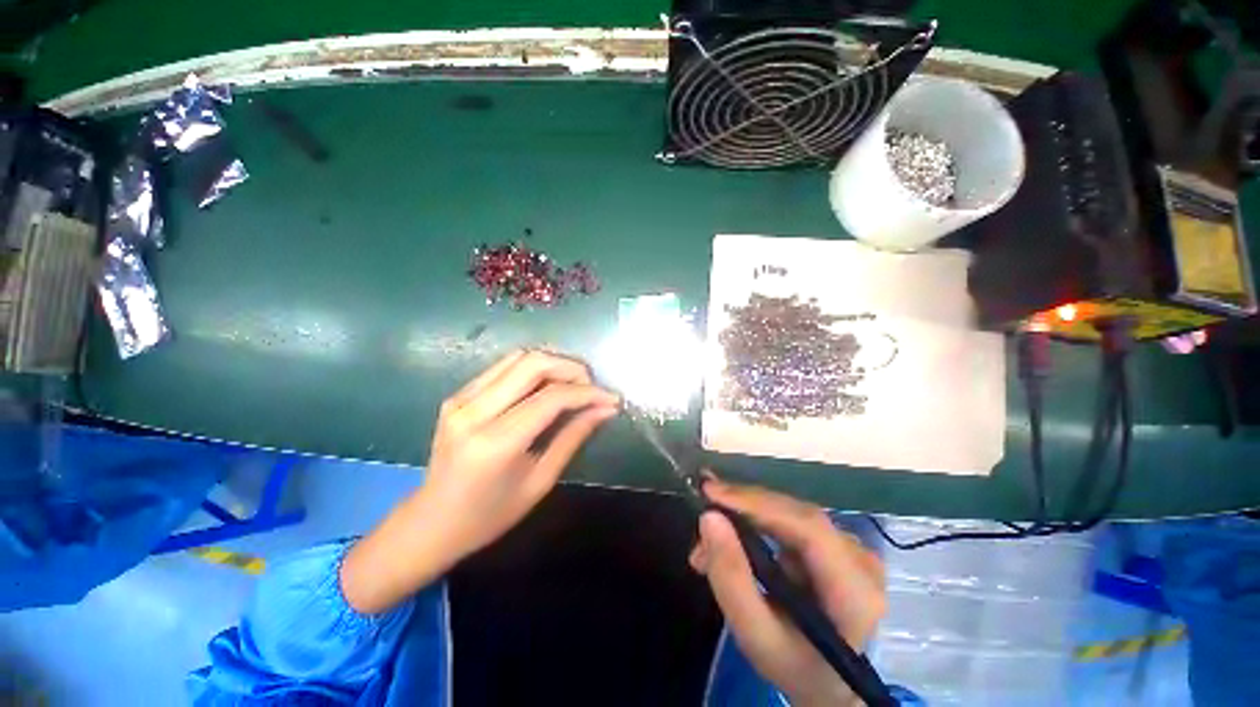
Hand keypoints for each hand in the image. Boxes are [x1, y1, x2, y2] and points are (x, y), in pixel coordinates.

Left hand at [342, 350, 619, 612]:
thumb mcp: (539, 482)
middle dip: (571, 368)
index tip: (611, 398)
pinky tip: (547, 385)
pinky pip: (503, 367)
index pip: (551, 398)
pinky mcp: (458, 395)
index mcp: (494, 443)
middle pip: (533, 364)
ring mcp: (461, 399)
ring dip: (553, 363)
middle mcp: (474, 411)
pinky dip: (533, 368)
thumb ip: (573, 438)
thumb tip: (605, 410)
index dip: (587, 393)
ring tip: (574, 383)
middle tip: (592, 385)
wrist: (431, 522)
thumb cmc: (489, 516)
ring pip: (518, 358)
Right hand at [690, 480, 885, 706]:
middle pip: (796, 514)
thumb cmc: (793, 666)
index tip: (711, 493)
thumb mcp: (755, 636)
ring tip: (709, 537)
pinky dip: (755, 521)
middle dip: (743, 507)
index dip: (758, 504)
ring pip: (789, 512)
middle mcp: (861, 559)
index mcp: (855, 591)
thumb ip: (731, 578)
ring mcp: (850, 548)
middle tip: (702, 512)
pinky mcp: (835, 542)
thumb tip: (709, 518)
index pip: (808, 528)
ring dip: (745, 515)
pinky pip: (789, 519)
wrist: (827, 683)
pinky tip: (731, 535)